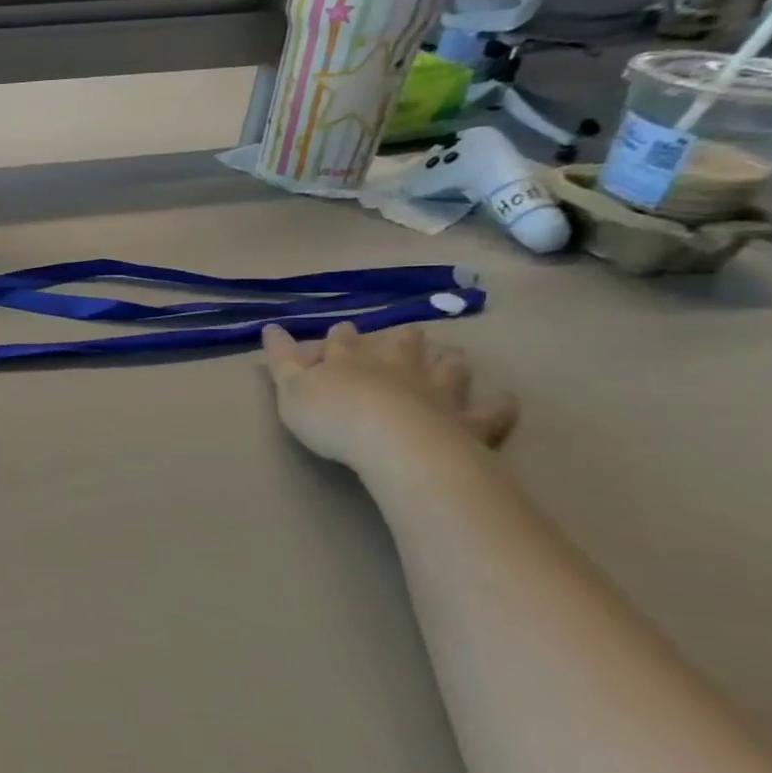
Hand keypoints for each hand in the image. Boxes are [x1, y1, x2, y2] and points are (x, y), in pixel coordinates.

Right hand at [261, 322, 517, 471]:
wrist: (396, 446)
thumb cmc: (334, 418)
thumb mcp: (290, 390)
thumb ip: (280, 360)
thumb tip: (270, 327)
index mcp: (349, 360)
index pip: (342, 340)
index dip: (339, 336)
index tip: (339, 332)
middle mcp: (396, 367)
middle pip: (402, 344)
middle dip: (402, 338)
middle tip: (404, 337)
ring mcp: (437, 391)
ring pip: (448, 366)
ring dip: (448, 361)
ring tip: (450, 358)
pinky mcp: (469, 421)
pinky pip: (492, 410)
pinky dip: (498, 404)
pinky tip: (501, 400)